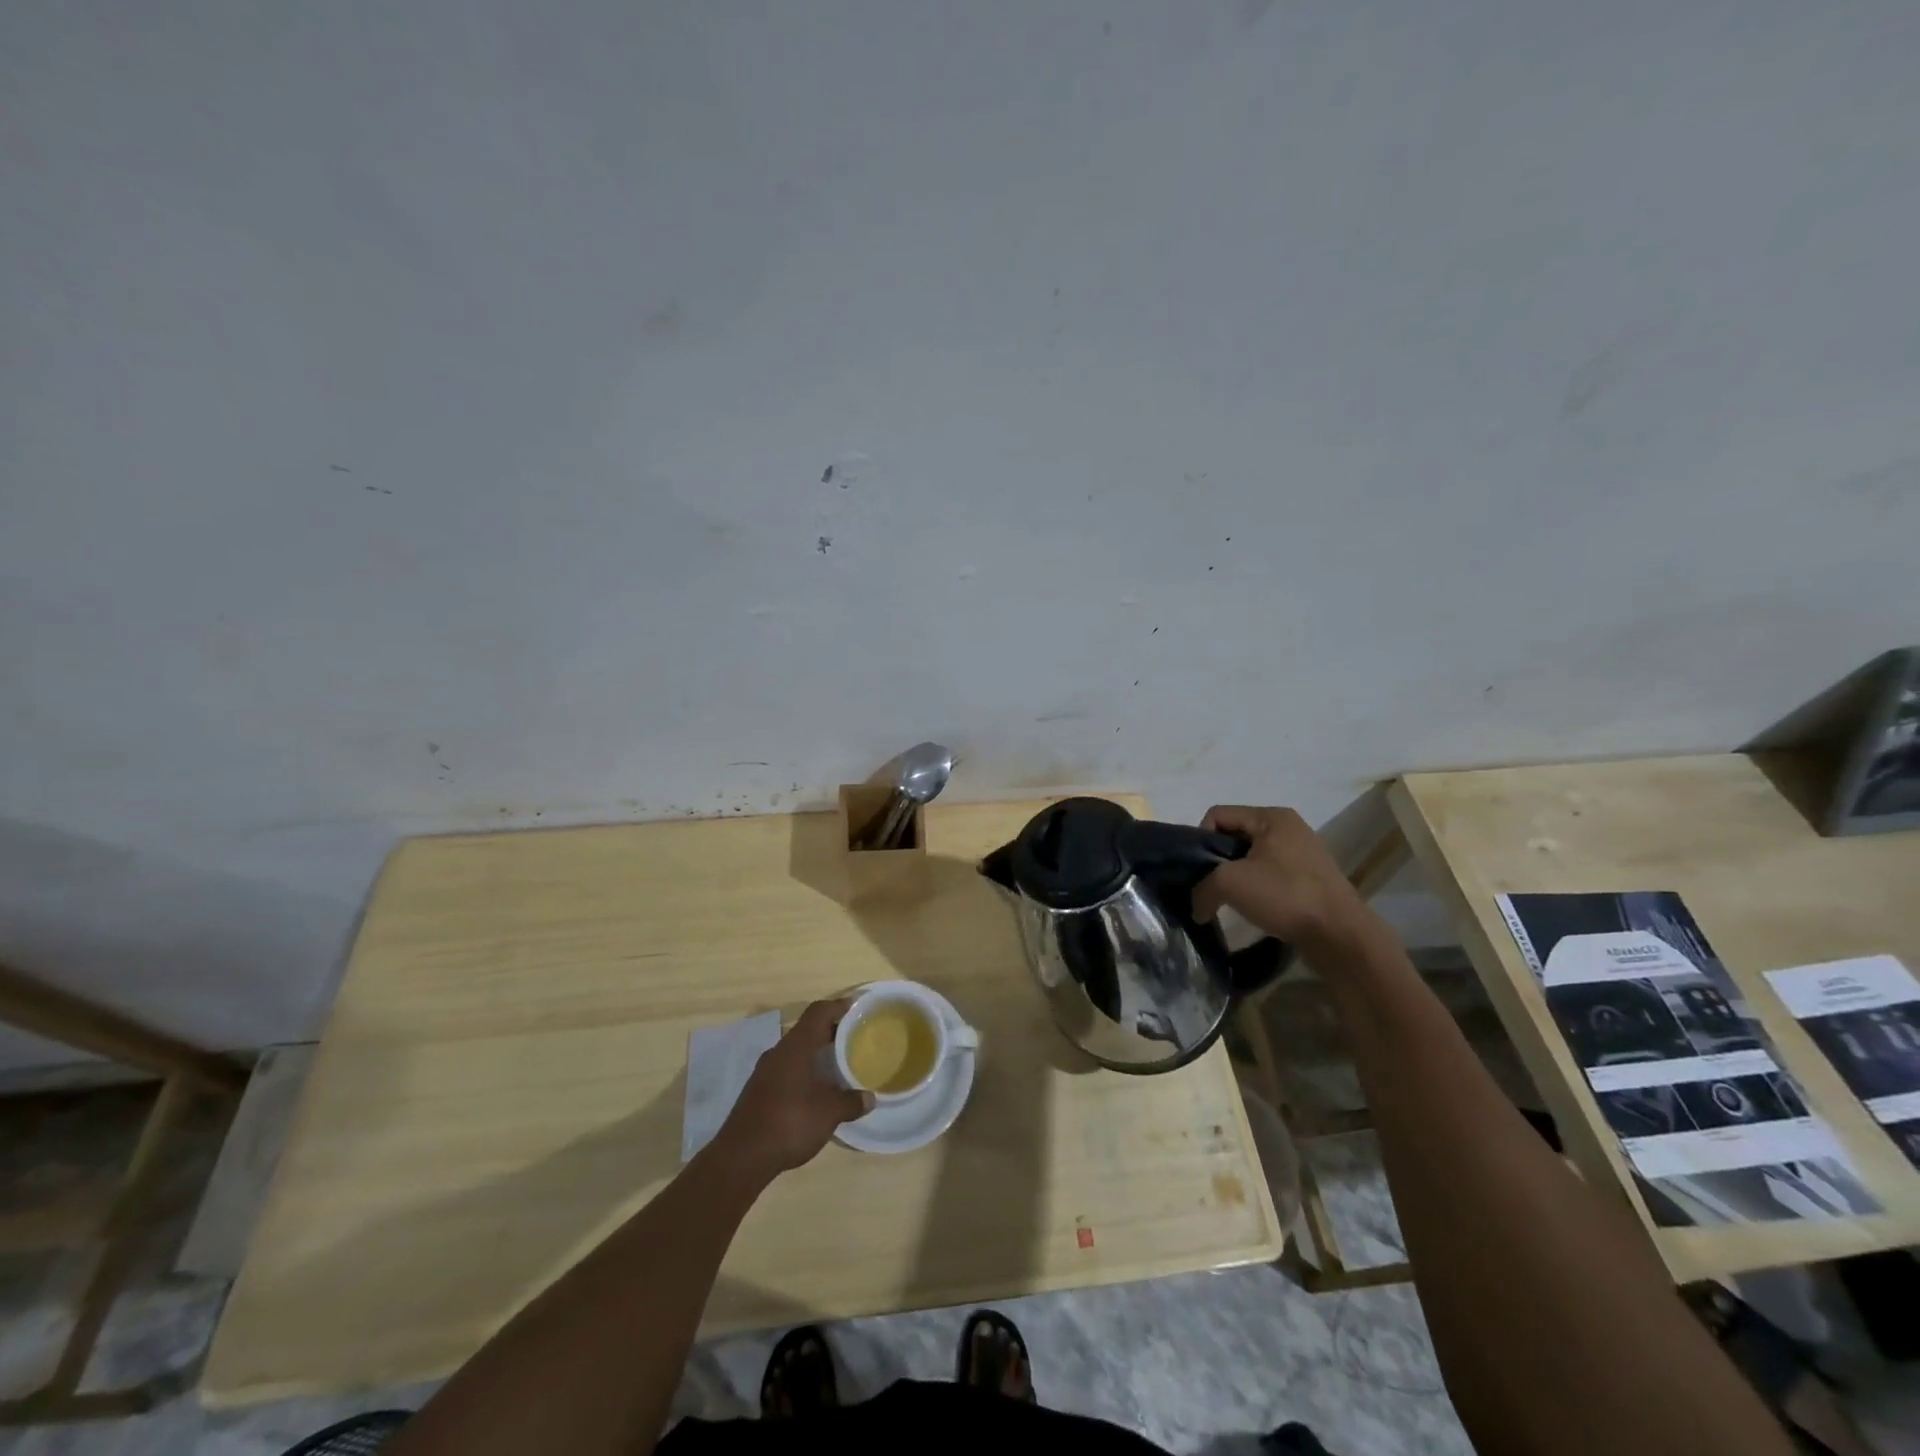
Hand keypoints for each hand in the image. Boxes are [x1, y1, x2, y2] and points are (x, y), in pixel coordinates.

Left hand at [713, 999, 871, 1180]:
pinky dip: (803, 1070)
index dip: (838, 1006)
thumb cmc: (790, 1123)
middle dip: (830, 1031)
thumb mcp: (829, 1113)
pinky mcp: (758, 1090)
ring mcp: (765, 1071)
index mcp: (796, 1046)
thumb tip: (870, 1098)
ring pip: (795, 1050)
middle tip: (853, 1038)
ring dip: (816, 1053)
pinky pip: (786, 1068)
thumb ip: (851, 1102)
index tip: (857, 1009)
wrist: (741, 1157)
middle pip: (807, 1029)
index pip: (818, 1012)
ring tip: (837, 1065)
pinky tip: (815, 1090)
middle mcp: (779, 1051)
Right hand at [1191, 805, 1370, 950]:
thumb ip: (1202, 889)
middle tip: (1211, 887)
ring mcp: (1302, 854)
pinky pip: (1270, 875)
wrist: (1340, 934)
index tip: (1200, 870)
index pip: (1218, 815)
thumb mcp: (1230, 884)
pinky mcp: (1310, 879)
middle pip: (1235, 836)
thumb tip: (1196, 908)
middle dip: (1218, 861)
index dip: (1201, 840)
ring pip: (1251, 858)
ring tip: (1231, 901)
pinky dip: (1256, 889)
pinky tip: (1254, 909)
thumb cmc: (1285, 894)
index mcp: (1271, 817)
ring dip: (1236, 877)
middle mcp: (1289, 828)